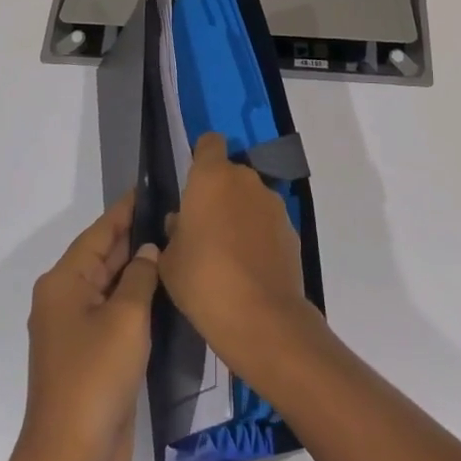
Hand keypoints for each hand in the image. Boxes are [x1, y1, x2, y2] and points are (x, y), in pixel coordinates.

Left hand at [15, 190, 159, 460]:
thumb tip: (149, 250)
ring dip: (141, 270)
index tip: (153, 187)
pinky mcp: (93, 355)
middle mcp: (67, 299)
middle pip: (106, 256)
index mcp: (65, 282)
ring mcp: (78, 329)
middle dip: (137, 237)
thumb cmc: (95, 378)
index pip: (100, 232)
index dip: (126, 209)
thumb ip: (141, 276)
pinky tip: (168, 292)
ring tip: (179, 246)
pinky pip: (117, 314)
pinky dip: (139, 300)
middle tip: (177, 216)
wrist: (72, 460)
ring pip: (113, 285)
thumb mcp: (125, 318)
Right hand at [158, 132, 316, 378]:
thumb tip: (182, 222)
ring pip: (250, 199)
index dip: (201, 157)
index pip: (209, 143)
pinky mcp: (291, 229)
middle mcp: (245, 179)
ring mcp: (273, 203)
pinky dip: (258, 237)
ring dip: (240, 215)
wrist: (262, 318)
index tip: (192, 183)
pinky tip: (249, 269)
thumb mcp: (170, 261)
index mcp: (212, 177)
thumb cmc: (204, 280)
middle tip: (204, 229)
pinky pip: (267, 224)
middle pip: (230, 174)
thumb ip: (174, 233)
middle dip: (218, 194)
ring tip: (228, 254)